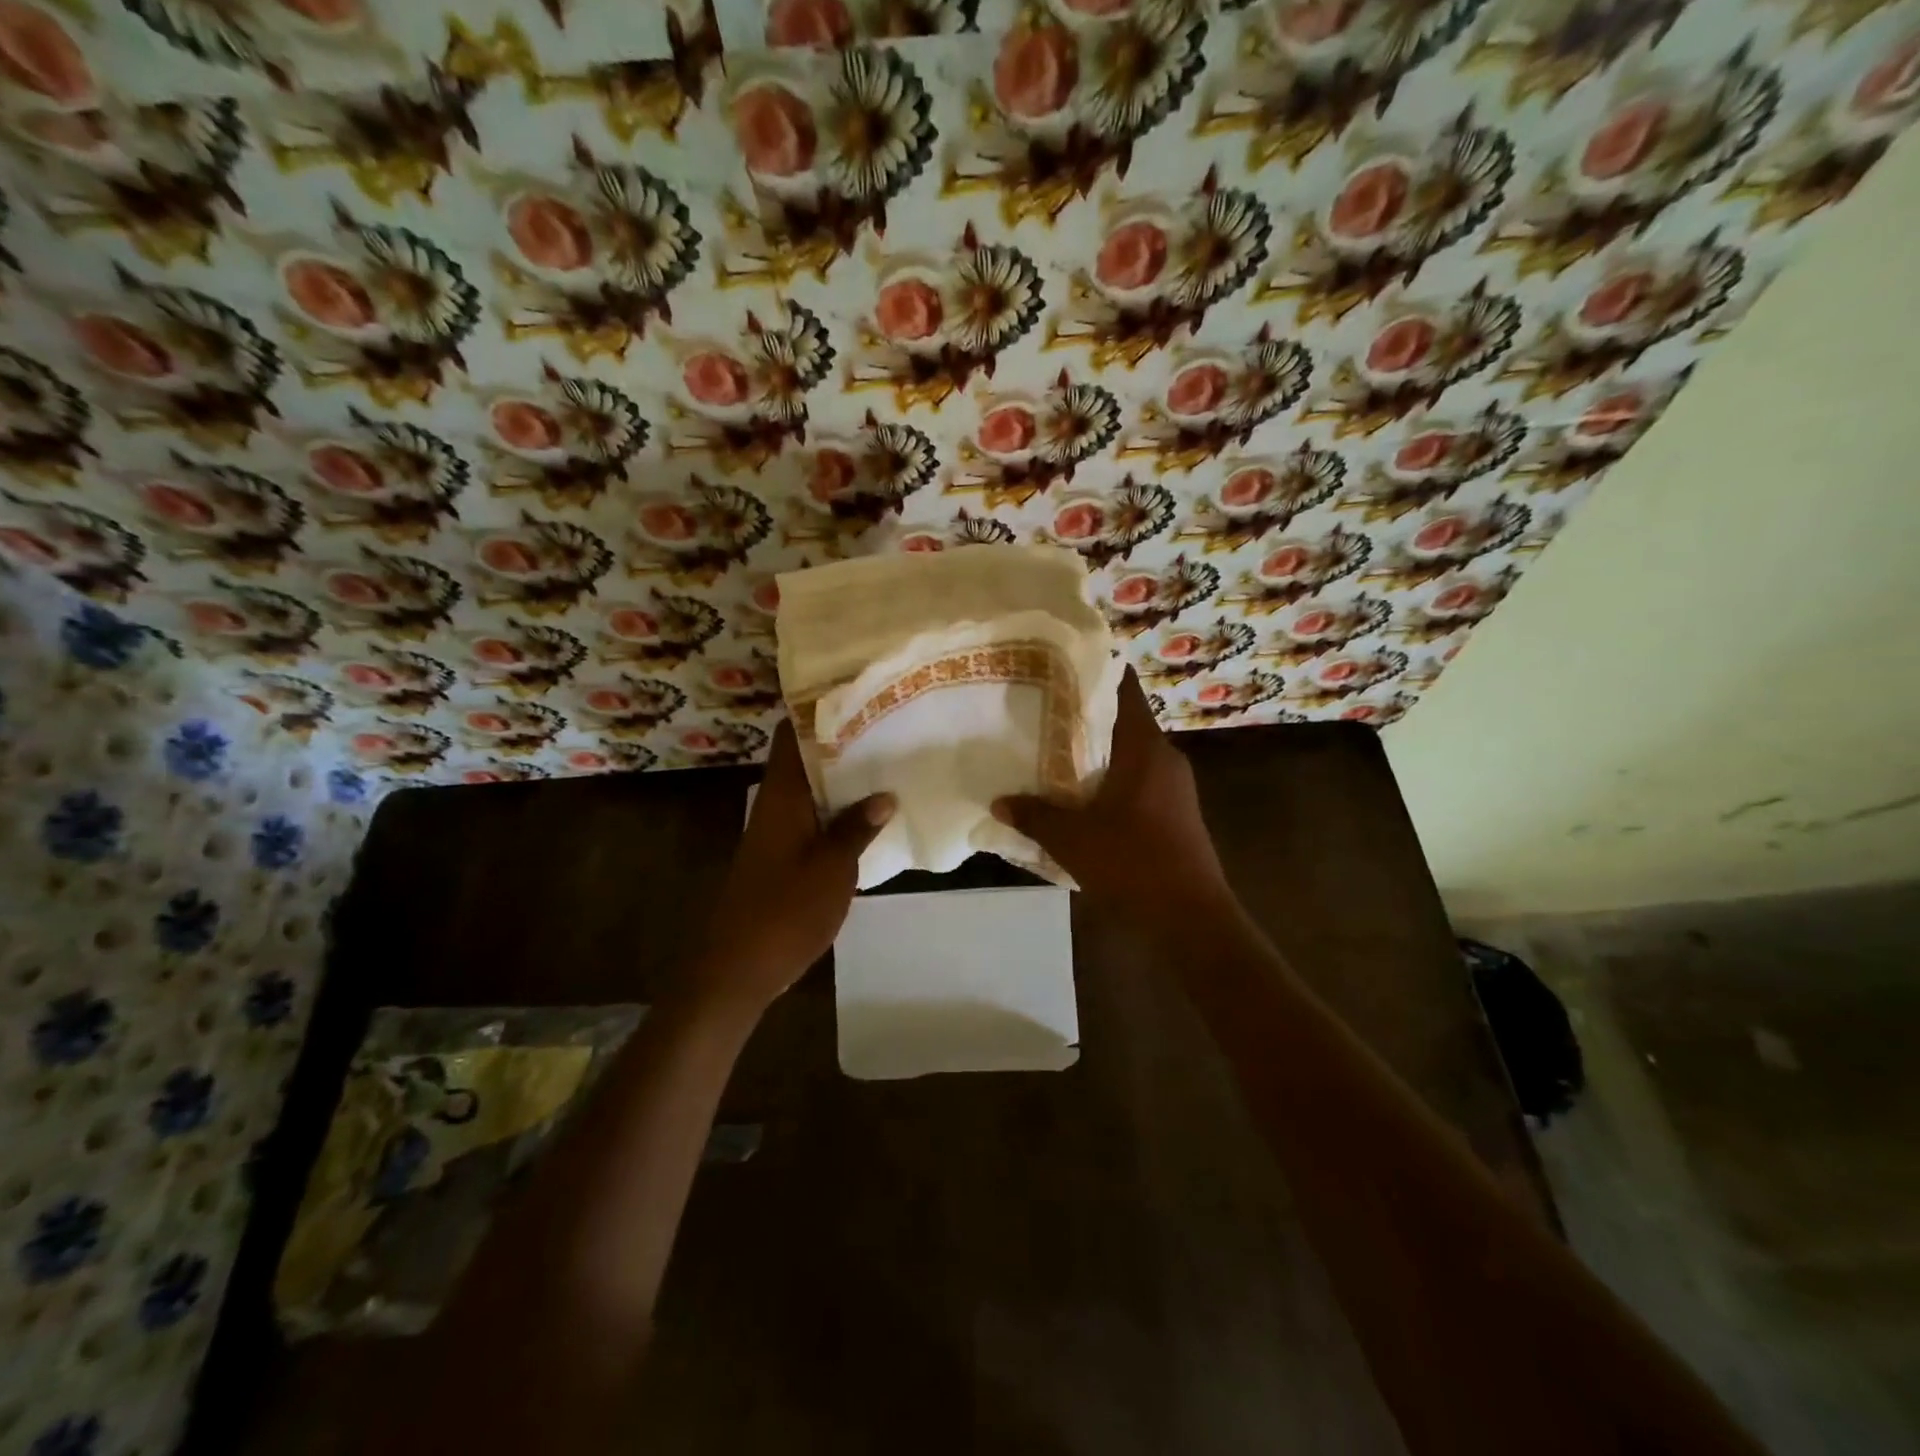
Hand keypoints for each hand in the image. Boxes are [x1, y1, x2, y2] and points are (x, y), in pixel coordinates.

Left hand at [691, 719, 893, 1014]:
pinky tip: (870, 816)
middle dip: (840, 743)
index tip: (853, 694)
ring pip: (810, 791)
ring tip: (886, 763)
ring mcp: (777, 832)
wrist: (739, 968)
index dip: (815, 711)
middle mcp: (775, 805)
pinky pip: (812, 819)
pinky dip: (837, 811)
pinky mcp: (782, 857)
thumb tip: (884, 795)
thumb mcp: (833, 868)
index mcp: (782, 796)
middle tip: (886, 728)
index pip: (789, 735)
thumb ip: (856, 828)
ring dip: (842, 779)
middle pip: (804, 759)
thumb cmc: (786, 910)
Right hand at [993, 669, 1237, 938]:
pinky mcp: (1174, 813)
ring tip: (1050, 752)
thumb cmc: (1133, 864)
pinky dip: (1109, 780)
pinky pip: (1136, 782)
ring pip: (1129, 755)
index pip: (1124, 689)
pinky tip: (1078, 797)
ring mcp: (1174, 787)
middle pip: (1122, 721)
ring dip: (1095, 753)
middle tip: (1039, 711)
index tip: (1059, 665)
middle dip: (1084, 716)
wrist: (1191, 920)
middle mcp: (1164, 758)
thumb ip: (1035, 816)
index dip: (1094, 671)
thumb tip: (999, 802)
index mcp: (1145, 748)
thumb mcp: (1072, 840)